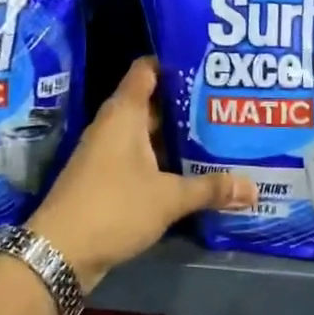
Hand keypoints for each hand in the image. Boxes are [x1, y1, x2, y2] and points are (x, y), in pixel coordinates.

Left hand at [28, 57, 255, 289]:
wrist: (60, 252)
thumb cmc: (114, 208)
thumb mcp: (168, 198)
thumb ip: (210, 189)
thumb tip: (253, 188)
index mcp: (125, 114)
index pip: (147, 69)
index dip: (175, 61)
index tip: (208, 63)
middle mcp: (114, 126)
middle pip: (153, 102)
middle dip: (187, 103)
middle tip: (226, 102)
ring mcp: (108, 153)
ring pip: (148, 133)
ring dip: (177, 136)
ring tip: (219, 133)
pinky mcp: (107, 178)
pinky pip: (141, 158)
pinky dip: (165, 160)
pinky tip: (194, 170)